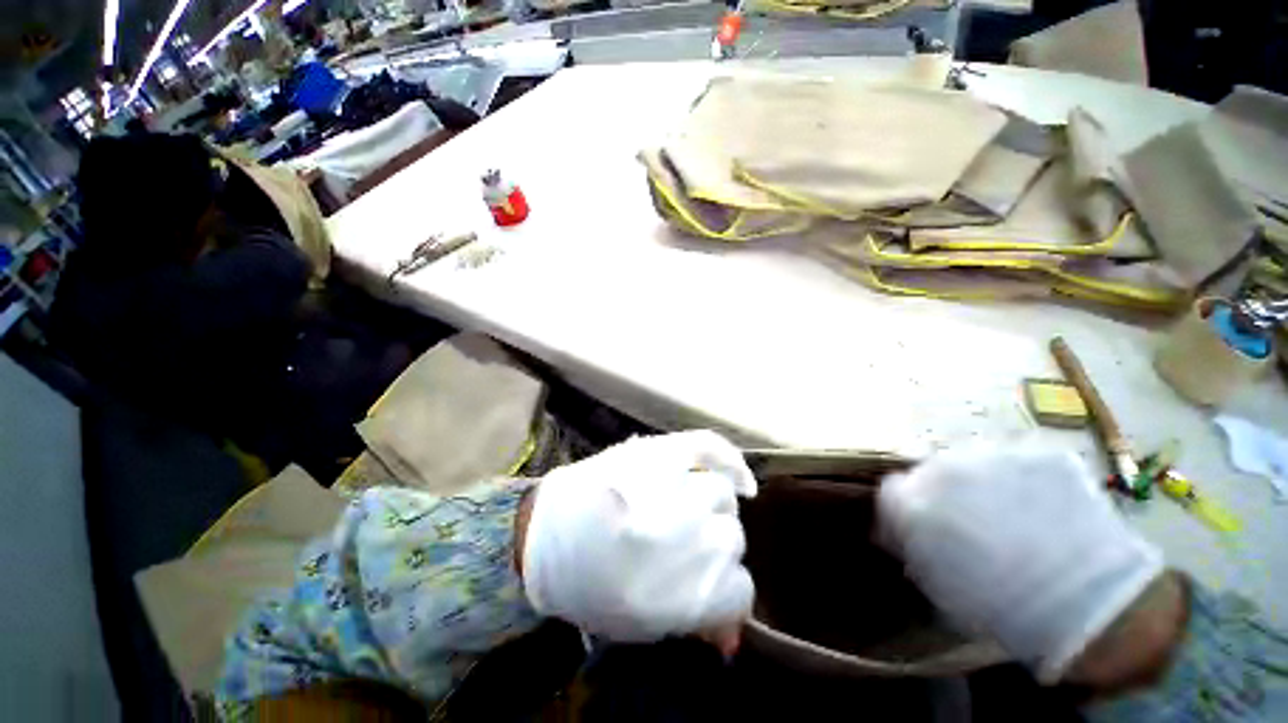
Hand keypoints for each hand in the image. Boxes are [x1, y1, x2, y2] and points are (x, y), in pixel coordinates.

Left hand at [521, 431, 756, 652]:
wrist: (546, 534)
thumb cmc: (588, 585)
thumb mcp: (642, 625)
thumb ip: (694, 625)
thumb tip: (733, 639)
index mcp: (692, 593)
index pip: (741, 592)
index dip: (727, 591)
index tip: (713, 587)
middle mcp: (696, 540)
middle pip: (732, 537)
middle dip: (712, 544)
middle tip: (683, 543)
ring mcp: (680, 490)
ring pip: (721, 496)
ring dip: (709, 506)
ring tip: (683, 509)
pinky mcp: (663, 452)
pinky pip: (710, 448)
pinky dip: (731, 460)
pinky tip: (738, 478)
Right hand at [878, 441, 1165, 682]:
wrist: (1093, 606)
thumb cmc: (1001, 606)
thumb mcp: (936, 581)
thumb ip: (909, 544)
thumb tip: (899, 528)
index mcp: (913, 498)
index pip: (891, 490)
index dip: (906, 509)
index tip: (922, 527)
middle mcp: (943, 465)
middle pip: (931, 470)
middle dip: (943, 491)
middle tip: (971, 520)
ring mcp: (993, 453)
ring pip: (974, 460)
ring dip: (981, 481)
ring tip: (1011, 513)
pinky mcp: (1039, 452)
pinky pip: (1018, 461)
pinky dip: (1022, 479)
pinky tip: (1043, 507)